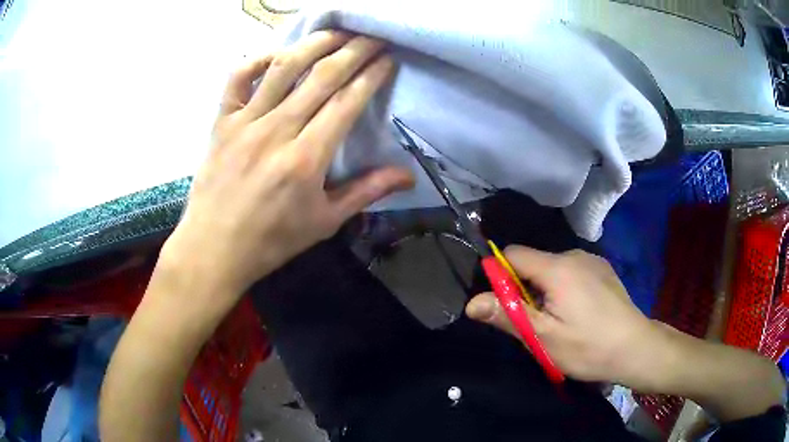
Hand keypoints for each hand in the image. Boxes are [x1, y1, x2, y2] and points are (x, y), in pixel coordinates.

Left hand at [160, 31, 413, 300]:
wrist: (213, 248)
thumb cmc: (271, 240)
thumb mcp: (323, 222)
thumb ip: (365, 192)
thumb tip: (407, 177)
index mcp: (306, 159)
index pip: (347, 102)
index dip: (371, 75)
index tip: (387, 58)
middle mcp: (277, 131)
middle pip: (322, 76)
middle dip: (354, 50)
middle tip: (373, 35)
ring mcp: (245, 122)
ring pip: (283, 68)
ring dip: (314, 44)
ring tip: (337, 32)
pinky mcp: (222, 121)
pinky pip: (237, 78)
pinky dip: (256, 59)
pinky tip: (277, 54)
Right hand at [466, 246, 659, 385]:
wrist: (636, 348)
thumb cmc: (588, 346)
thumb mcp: (543, 338)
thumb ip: (507, 316)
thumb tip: (471, 302)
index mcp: (558, 267)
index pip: (513, 254)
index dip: (500, 276)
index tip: (505, 305)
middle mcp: (575, 255)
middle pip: (534, 263)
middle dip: (525, 289)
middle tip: (535, 324)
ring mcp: (592, 261)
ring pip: (553, 269)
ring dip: (546, 290)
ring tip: (559, 322)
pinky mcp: (603, 271)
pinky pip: (573, 273)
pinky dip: (565, 289)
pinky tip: (579, 313)